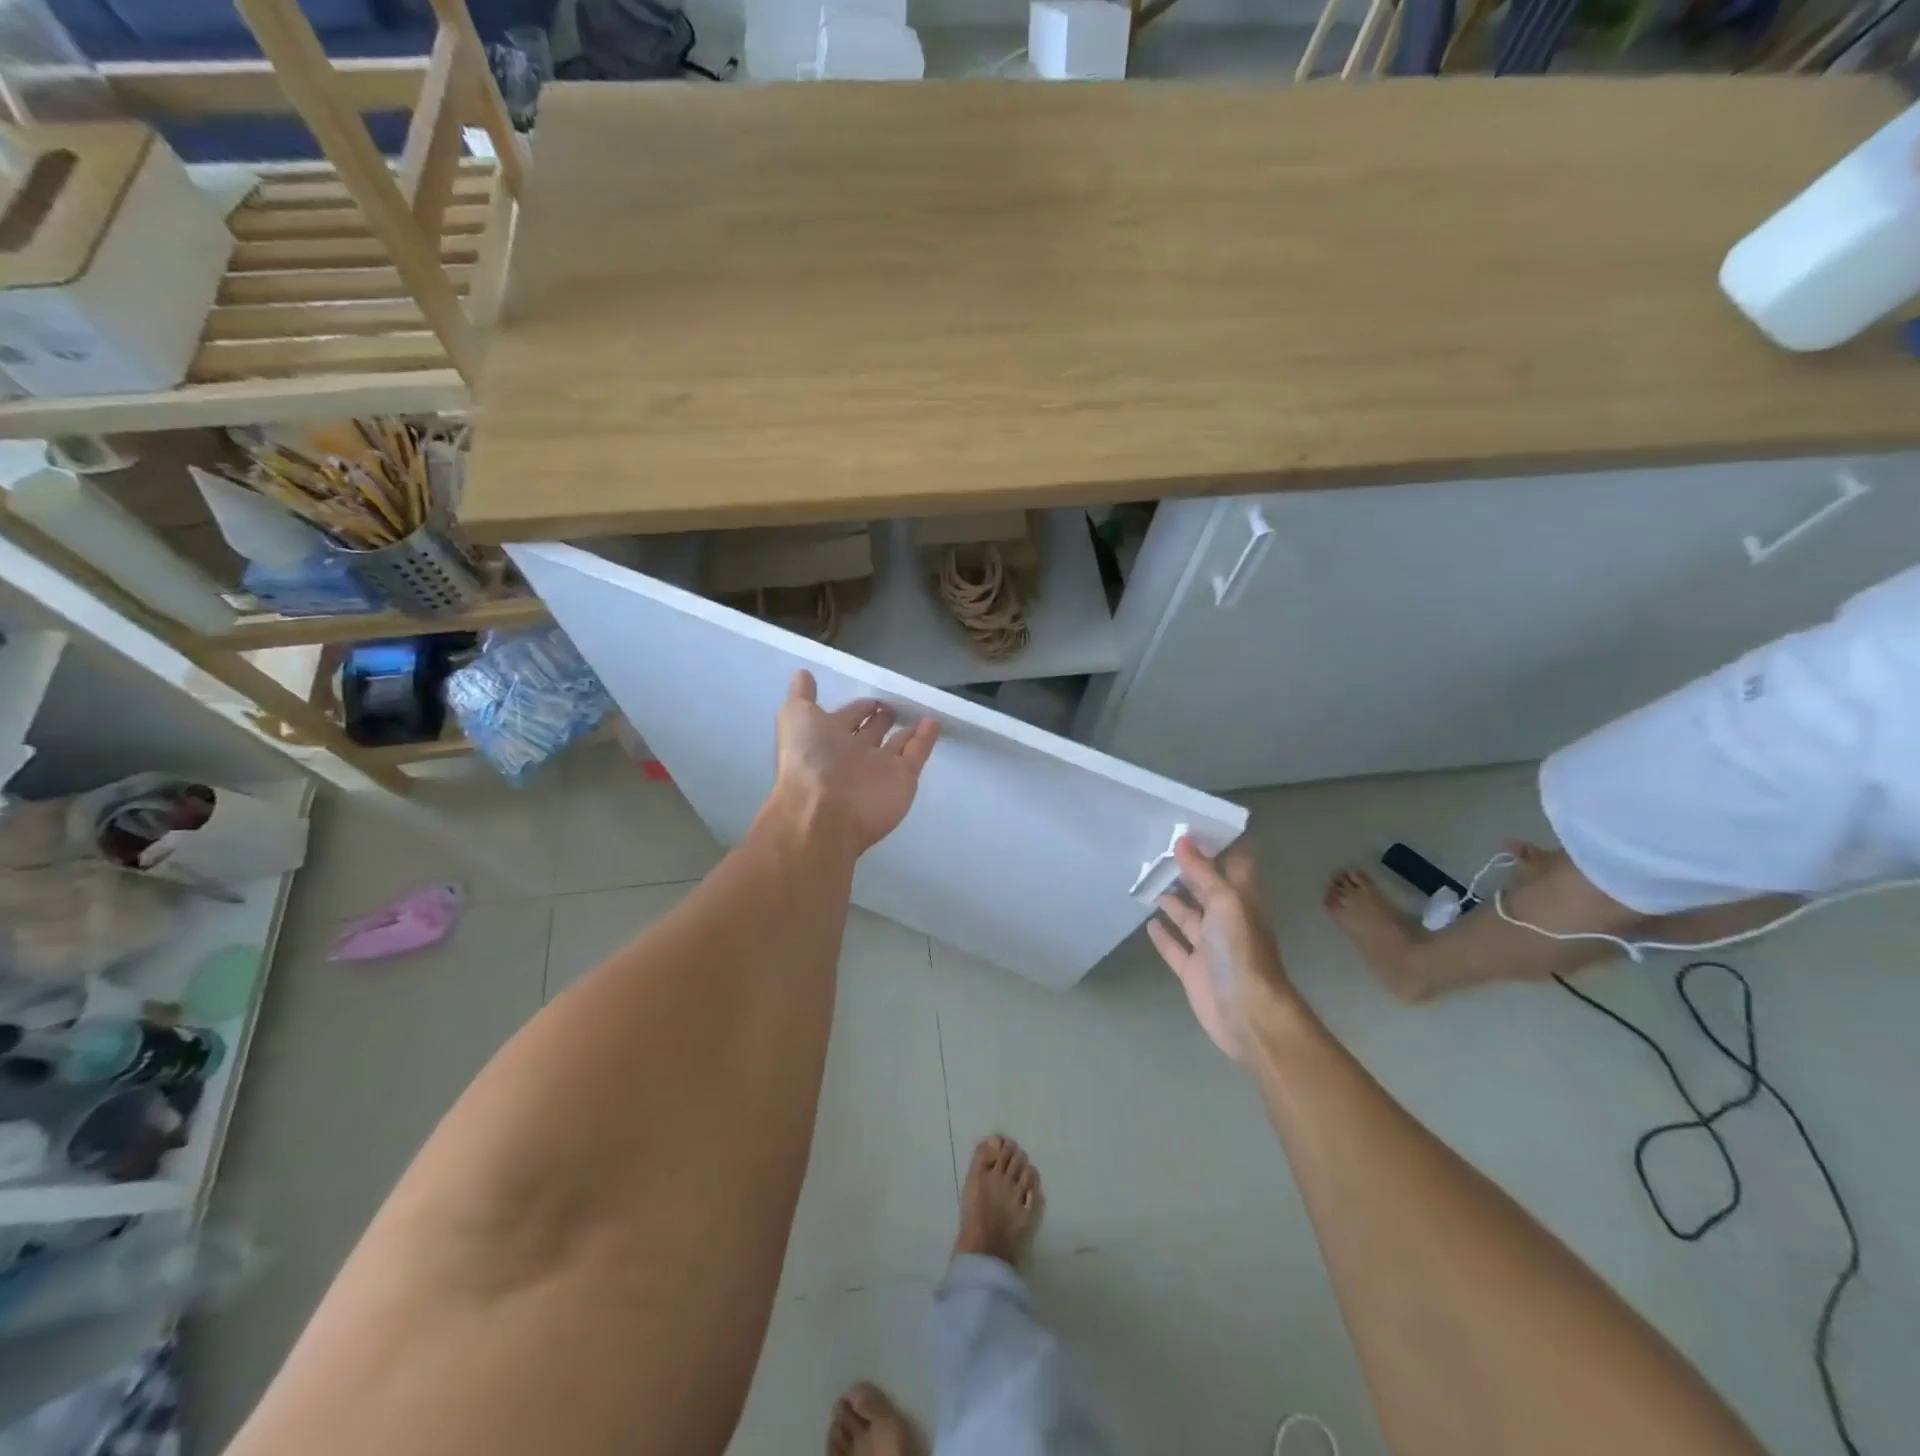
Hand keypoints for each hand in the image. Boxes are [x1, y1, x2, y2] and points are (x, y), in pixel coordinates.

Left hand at [772, 671, 938, 853]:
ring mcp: (880, 768)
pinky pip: (917, 754)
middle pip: (872, 732)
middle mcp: (853, 754)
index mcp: (827, 739)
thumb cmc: (809, 759)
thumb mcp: (796, 717)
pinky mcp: (904, 778)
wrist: (825, 811)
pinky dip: (926, 738)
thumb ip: (802, 696)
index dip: (857, 707)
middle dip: (881, 719)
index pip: (847, 718)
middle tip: (894, 705)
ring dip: (907, 728)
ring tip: (919, 711)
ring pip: (897, 744)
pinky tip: (934, 721)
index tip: (872, 696)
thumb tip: (802, 673)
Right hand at [1148, 837, 1290, 1059]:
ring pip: (1189, 917)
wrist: (1247, 1014)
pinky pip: (1176, 948)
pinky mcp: (1193, 971)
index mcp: (1242, 900)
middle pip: (1207, 889)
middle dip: (1189, 871)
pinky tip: (1149, 923)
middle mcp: (1227, 920)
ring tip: (1150, 880)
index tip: (1192, 826)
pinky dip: (1164, 935)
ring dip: (1173, 900)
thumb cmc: (1241, 951)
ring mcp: (1210, 947)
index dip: (1217, 846)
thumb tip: (1183, 839)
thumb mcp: (1225, 903)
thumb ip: (1203, 873)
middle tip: (1159, 849)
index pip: (1233, 865)